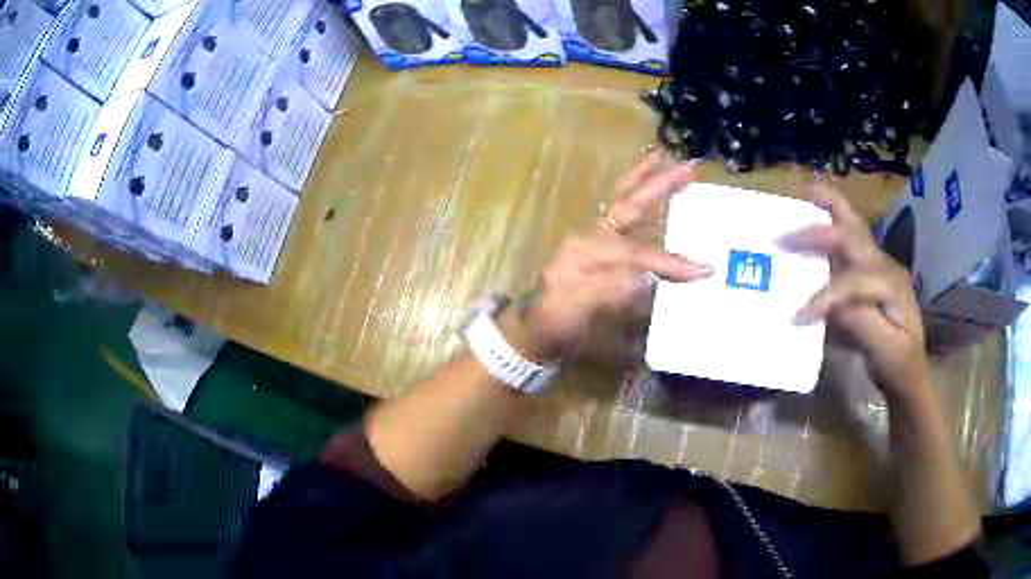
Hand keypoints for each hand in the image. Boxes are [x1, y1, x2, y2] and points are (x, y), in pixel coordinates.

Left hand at [512, 154, 712, 361]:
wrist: (534, 326)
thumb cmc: (556, 324)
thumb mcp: (576, 314)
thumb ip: (606, 293)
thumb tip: (644, 278)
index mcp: (587, 254)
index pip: (634, 252)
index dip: (668, 262)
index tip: (701, 270)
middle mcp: (590, 237)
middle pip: (627, 204)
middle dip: (657, 185)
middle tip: (689, 167)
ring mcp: (592, 237)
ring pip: (621, 200)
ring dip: (644, 178)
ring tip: (664, 157)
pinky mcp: (596, 242)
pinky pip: (619, 210)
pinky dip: (634, 191)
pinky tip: (646, 182)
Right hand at [779, 179, 928, 398]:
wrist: (910, 368)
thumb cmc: (899, 363)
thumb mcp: (883, 351)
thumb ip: (859, 322)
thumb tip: (826, 304)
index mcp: (890, 284)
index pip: (852, 280)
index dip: (824, 295)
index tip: (797, 317)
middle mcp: (883, 263)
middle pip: (852, 228)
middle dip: (817, 225)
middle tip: (783, 228)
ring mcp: (876, 262)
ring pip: (849, 223)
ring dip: (822, 209)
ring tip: (793, 200)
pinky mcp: (867, 268)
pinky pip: (844, 239)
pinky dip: (824, 225)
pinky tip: (807, 225)